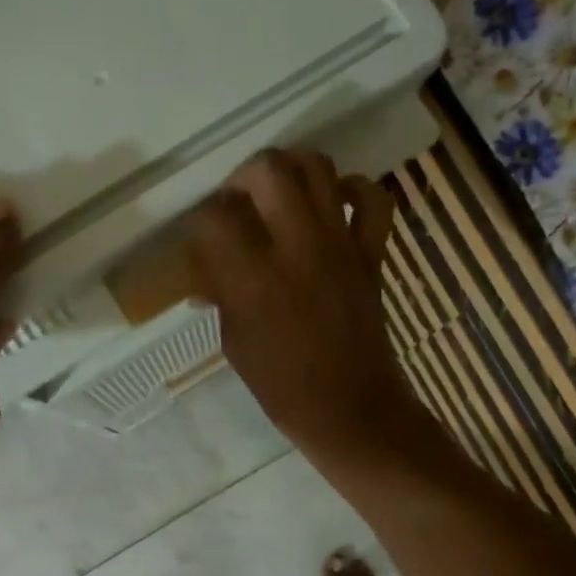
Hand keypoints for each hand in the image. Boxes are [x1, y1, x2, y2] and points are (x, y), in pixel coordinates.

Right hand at [186, 149, 439, 474]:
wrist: (350, 408)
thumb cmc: (282, 387)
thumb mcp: (235, 343)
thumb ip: (222, 297)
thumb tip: (207, 275)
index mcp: (253, 278)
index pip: (214, 217)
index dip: (201, 222)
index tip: (202, 239)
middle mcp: (296, 248)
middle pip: (267, 169)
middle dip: (243, 177)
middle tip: (239, 202)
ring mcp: (339, 245)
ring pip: (317, 167)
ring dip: (292, 170)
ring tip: (279, 194)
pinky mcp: (371, 253)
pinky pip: (373, 199)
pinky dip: (355, 190)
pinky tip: (336, 203)